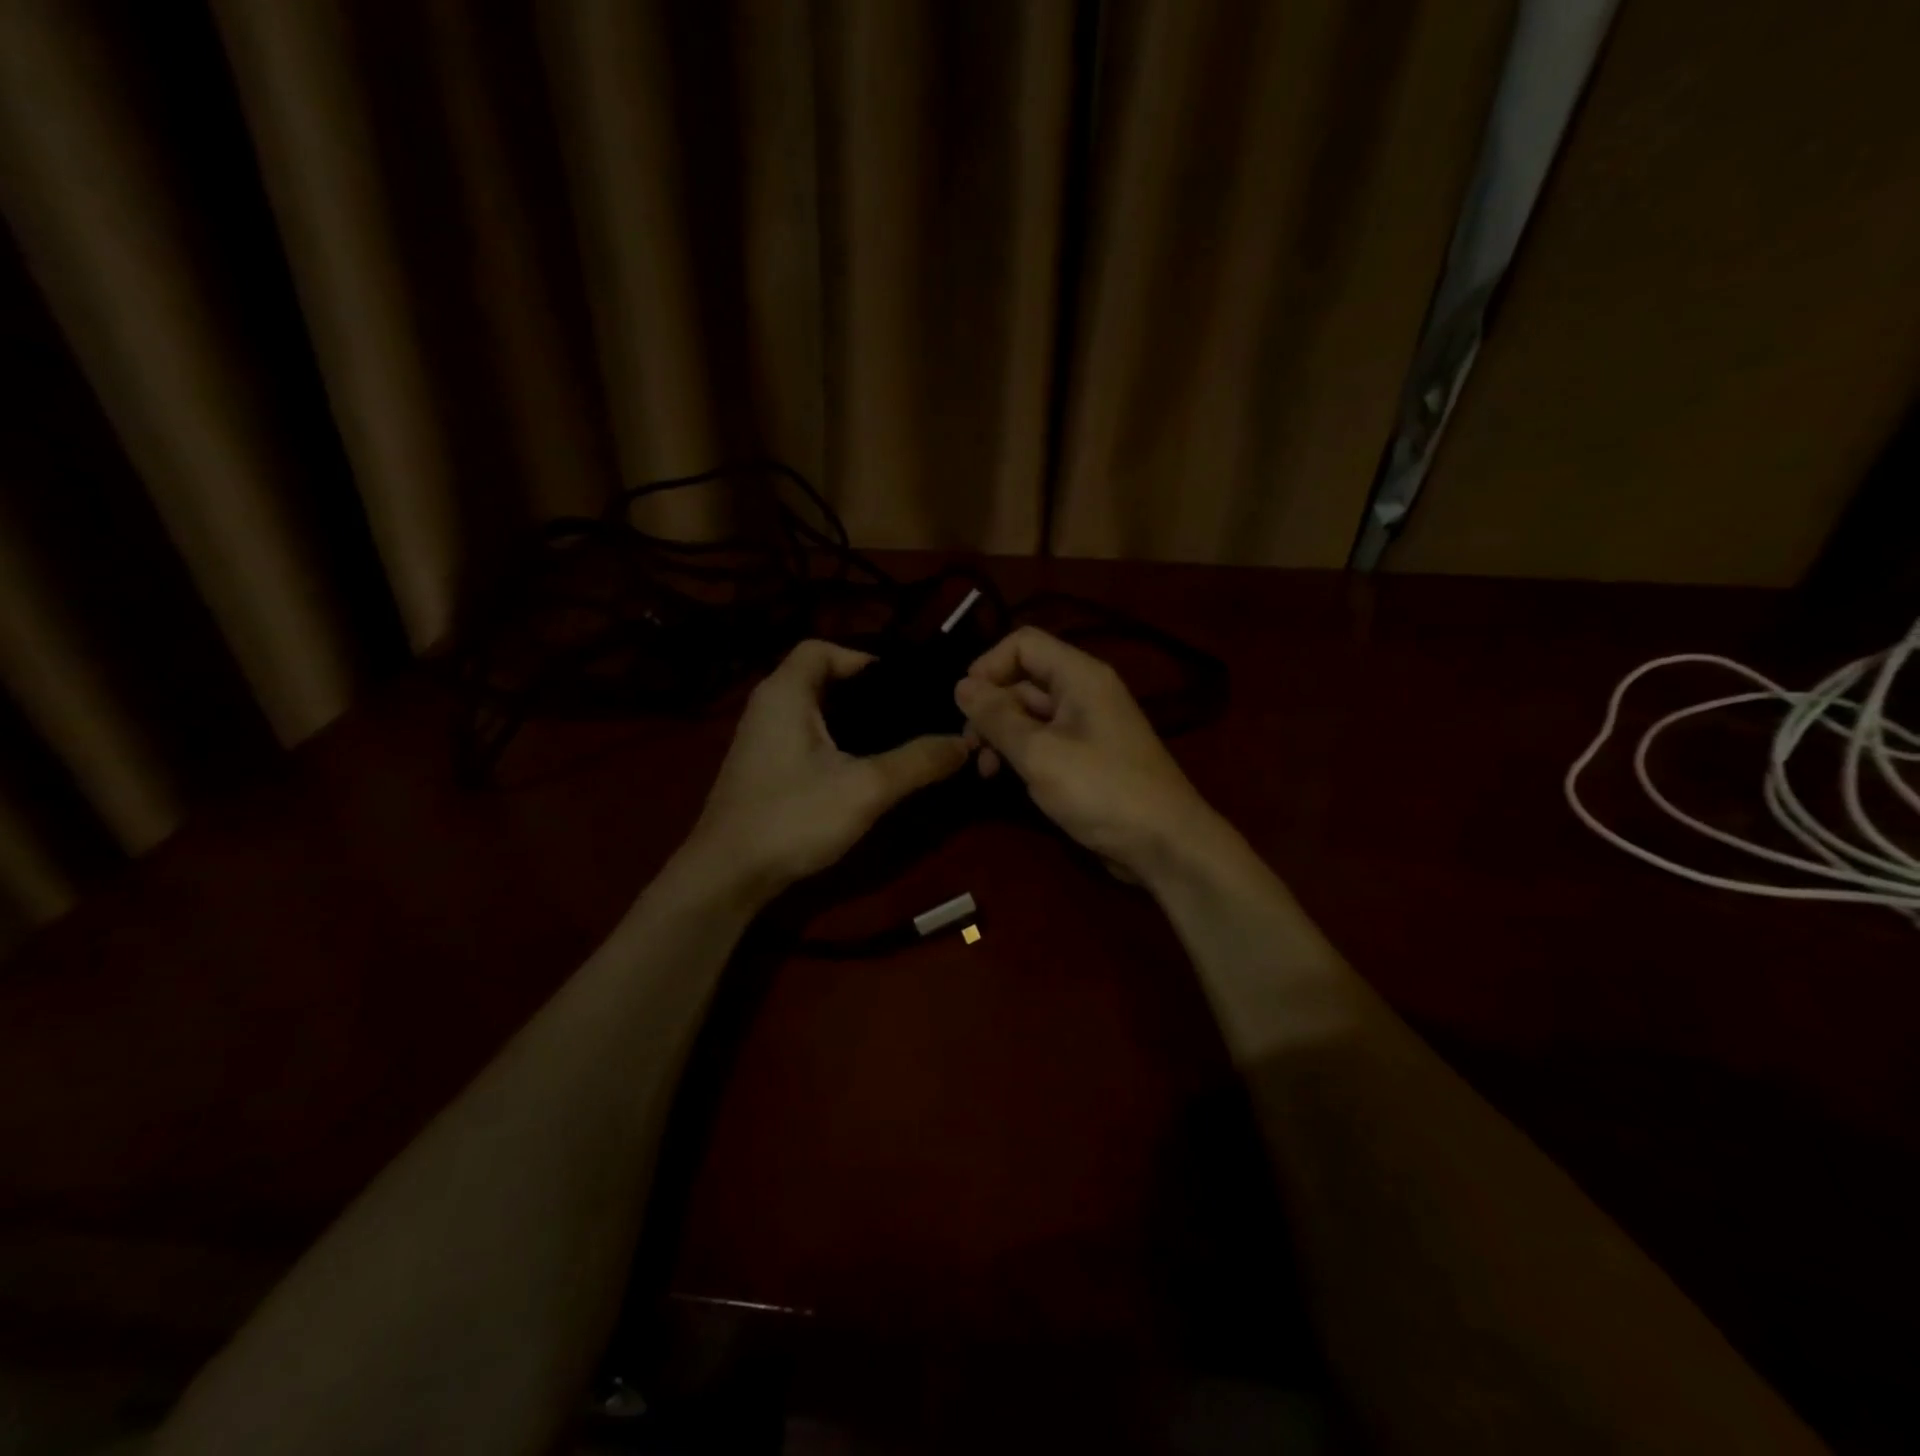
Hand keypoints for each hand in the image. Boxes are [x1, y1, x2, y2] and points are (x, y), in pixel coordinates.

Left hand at [685, 640, 968, 898]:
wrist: (727, 876)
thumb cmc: (792, 818)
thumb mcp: (866, 788)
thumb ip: (919, 762)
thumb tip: (966, 741)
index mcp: (784, 693)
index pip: (821, 648)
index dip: (862, 657)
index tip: (902, 685)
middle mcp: (767, 707)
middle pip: (820, 678)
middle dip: (865, 692)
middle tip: (909, 712)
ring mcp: (761, 740)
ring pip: (814, 711)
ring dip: (852, 720)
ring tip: (896, 738)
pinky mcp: (763, 769)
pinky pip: (806, 738)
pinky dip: (835, 741)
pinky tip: (862, 768)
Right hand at [954, 627, 1220, 880]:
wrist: (1164, 843)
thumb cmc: (1101, 791)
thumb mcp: (1039, 753)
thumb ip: (997, 717)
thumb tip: (960, 686)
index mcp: (1079, 676)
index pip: (1023, 643)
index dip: (988, 666)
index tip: (965, 704)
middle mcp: (1083, 692)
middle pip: (1022, 679)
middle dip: (990, 708)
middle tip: (969, 747)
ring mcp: (1086, 726)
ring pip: (1029, 714)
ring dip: (1000, 735)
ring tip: (984, 770)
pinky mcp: (1086, 757)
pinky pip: (1043, 741)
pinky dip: (1020, 753)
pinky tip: (1003, 779)